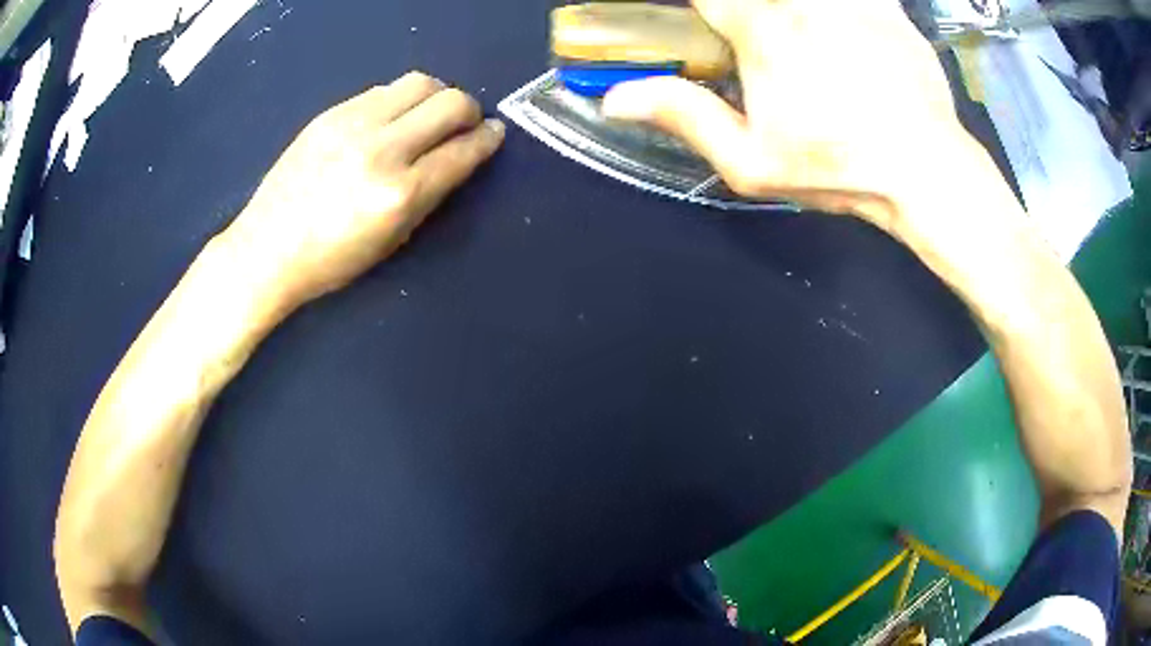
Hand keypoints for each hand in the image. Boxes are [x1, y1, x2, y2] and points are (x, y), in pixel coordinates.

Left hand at [220, 72, 503, 308]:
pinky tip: (390, 120)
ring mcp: (353, 124)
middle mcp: (382, 150)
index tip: (494, 134)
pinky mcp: (331, 112)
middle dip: (469, 111)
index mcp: (400, 194)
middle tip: (463, 125)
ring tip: (427, 117)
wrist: (266, 249)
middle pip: (451, 102)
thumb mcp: (392, 241)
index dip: (488, 139)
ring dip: (437, 97)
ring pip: (420, 83)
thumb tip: (461, 154)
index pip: (463, 150)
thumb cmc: (331, 261)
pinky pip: (383, 90)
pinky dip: (400, 100)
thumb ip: (431, 194)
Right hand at [602, 0, 976, 231]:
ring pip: (802, 1)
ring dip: (795, 17)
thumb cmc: (837, 167)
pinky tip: (843, 38)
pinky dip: (843, 15)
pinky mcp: (888, 8)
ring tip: (804, 54)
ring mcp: (850, 0)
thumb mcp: (751, 161)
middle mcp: (803, 1)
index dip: (698, 9)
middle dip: (743, 15)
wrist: (926, 171)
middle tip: (755, 46)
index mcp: (762, 27)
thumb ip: (683, 117)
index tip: (703, 28)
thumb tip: (614, 97)